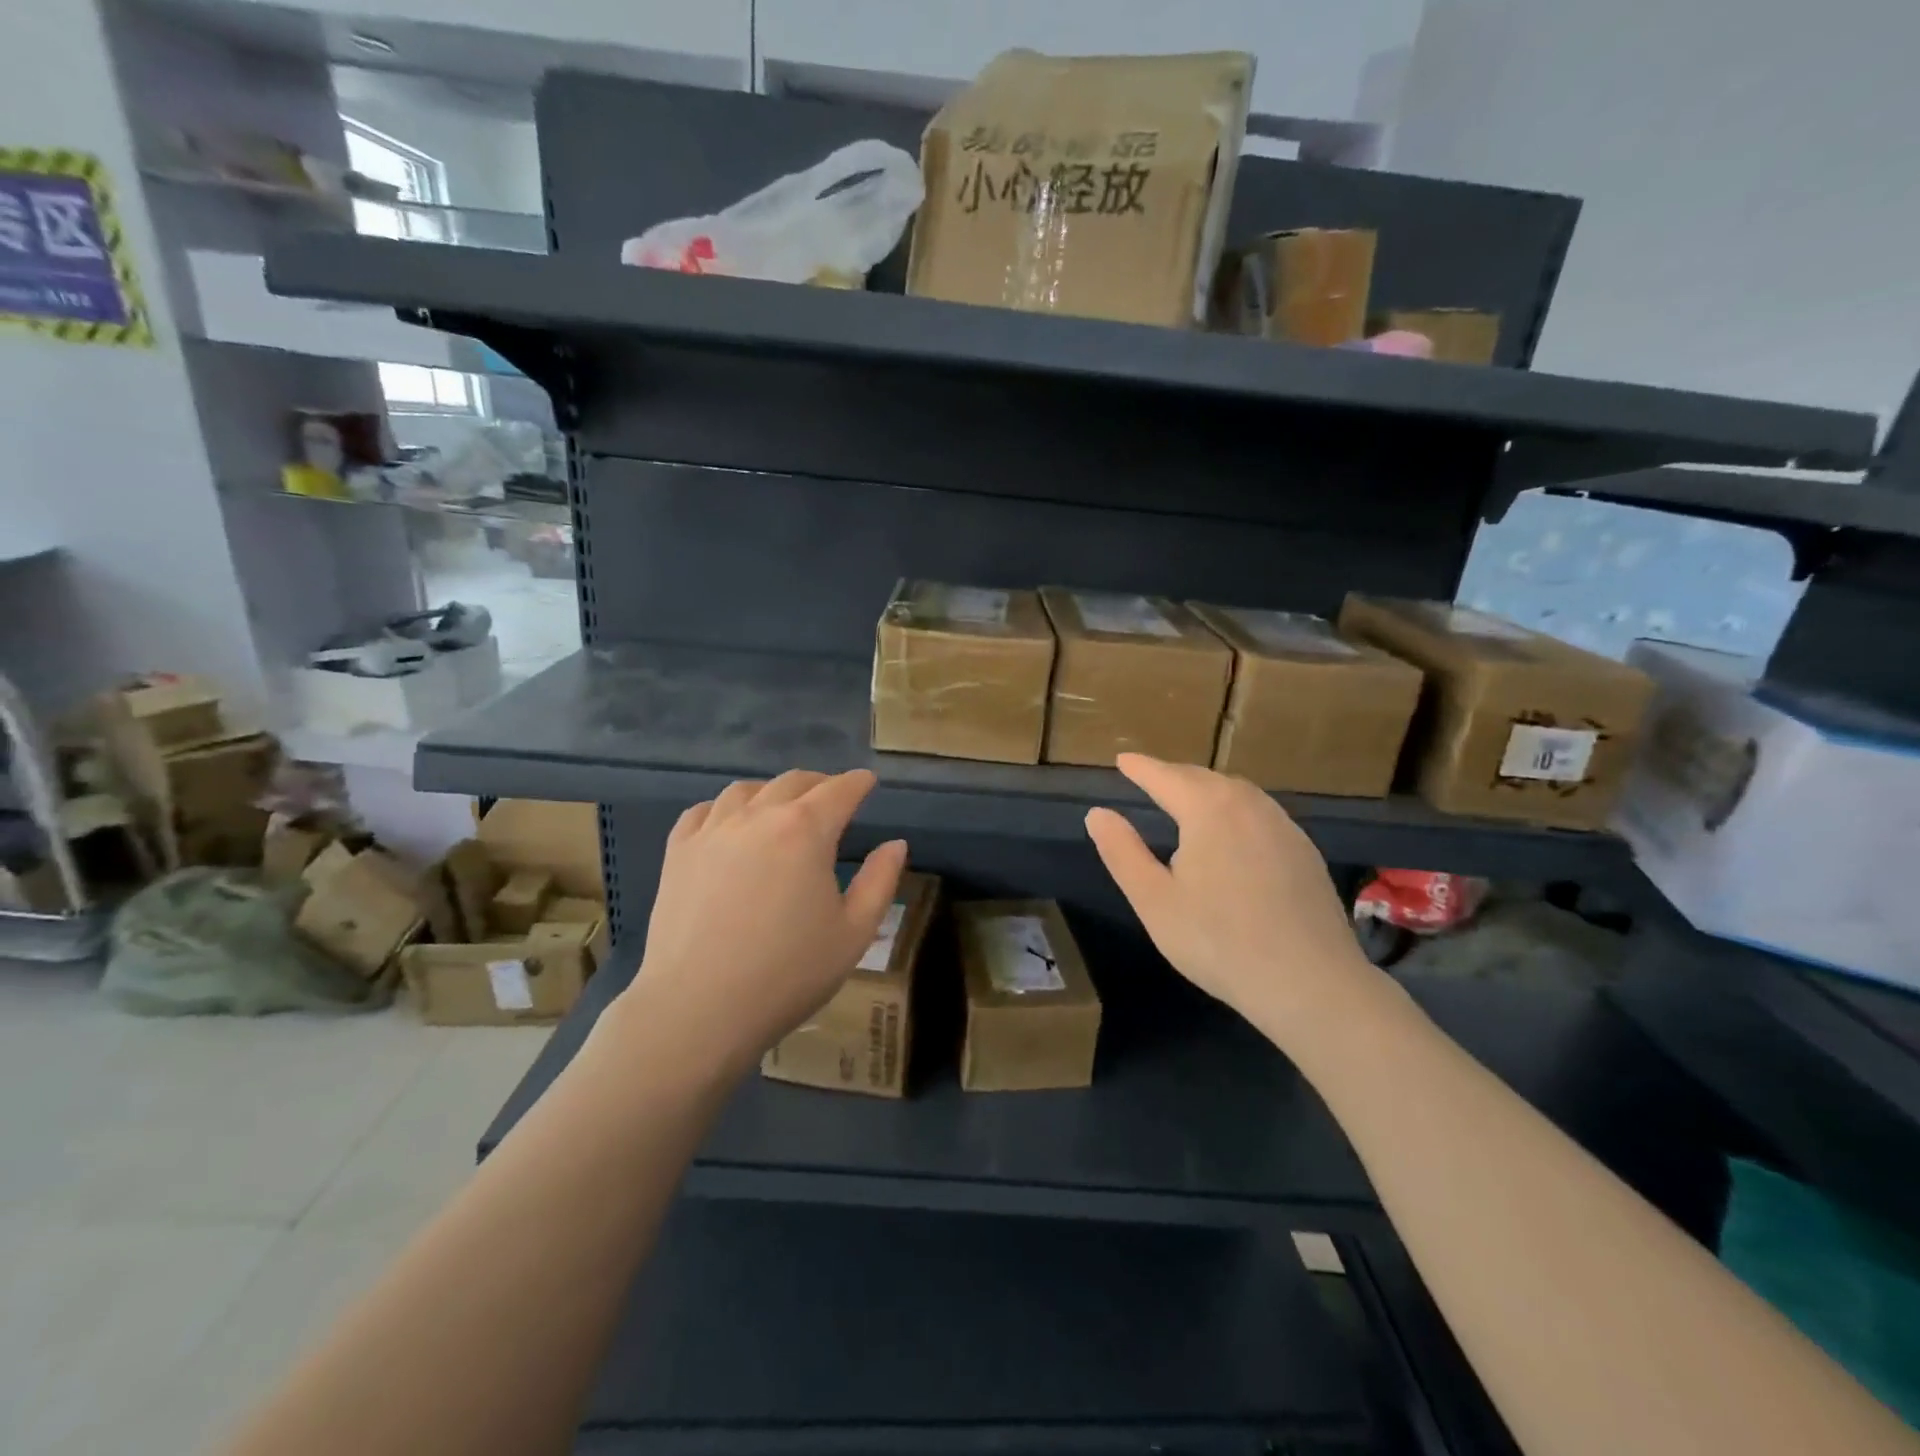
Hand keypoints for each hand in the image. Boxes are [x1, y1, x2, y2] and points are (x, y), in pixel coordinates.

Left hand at [619, 769, 905, 1080]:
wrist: (698, 1009)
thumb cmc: (787, 974)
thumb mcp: (854, 933)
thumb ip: (880, 881)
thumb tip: (895, 844)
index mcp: (806, 831)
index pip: (839, 791)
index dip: (857, 783)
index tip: (867, 782)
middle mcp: (758, 817)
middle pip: (792, 782)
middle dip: (819, 784)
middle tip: (832, 797)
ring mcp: (711, 832)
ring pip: (744, 791)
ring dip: (771, 792)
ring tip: (780, 808)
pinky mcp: (678, 853)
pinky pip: (701, 812)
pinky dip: (723, 809)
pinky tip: (728, 825)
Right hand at [1084, 754, 1382, 1041]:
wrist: (1310, 983)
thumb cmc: (1218, 941)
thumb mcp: (1154, 900)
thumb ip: (1122, 852)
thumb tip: (1098, 814)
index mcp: (1207, 809)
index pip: (1165, 776)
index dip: (1140, 768)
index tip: (1122, 759)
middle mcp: (1248, 804)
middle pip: (1203, 778)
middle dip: (1173, 775)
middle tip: (1150, 778)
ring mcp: (1283, 826)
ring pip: (1236, 793)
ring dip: (1206, 789)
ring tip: (1186, 799)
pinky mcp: (1304, 850)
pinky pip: (1260, 813)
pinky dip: (1234, 809)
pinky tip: (1232, 833)